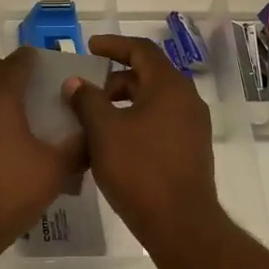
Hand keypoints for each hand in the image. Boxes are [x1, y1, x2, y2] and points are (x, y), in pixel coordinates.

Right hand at [66, 35, 220, 247]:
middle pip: (148, 75)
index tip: (89, 48)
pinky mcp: (191, 149)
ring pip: (154, 101)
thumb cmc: (139, 170)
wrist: (180, 223)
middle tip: (86, 92)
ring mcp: (192, 126)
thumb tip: (75, 82)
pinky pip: (160, 122)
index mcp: (169, 86)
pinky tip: (114, 142)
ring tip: (95, 119)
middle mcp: (186, 100)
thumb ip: (87, 100)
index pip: (141, 50)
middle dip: (115, 79)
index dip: (113, 45)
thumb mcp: (104, 131)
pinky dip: (136, 121)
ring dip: (124, 102)